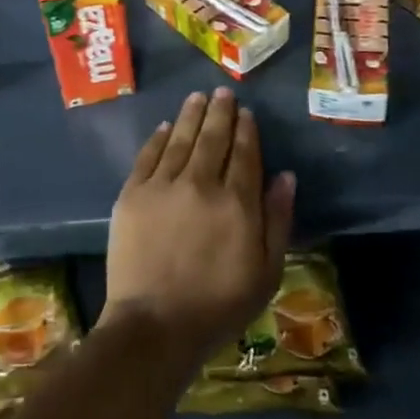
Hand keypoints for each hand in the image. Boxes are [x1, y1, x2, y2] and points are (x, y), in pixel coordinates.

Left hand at [101, 87, 295, 368]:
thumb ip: (278, 219)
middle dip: (220, 112)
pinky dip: (158, 138)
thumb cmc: (218, 306)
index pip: (244, 153)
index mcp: (237, 202)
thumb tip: (286, 176)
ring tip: (197, 96)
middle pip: (212, 137)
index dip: (246, 130)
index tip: (246, 112)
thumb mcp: (266, 272)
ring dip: (191, 114)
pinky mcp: (133, 195)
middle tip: (223, 92)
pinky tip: (165, 127)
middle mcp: (201, 183)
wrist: (154, 327)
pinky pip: (148, 156)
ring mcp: (164, 186)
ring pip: (180, 138)